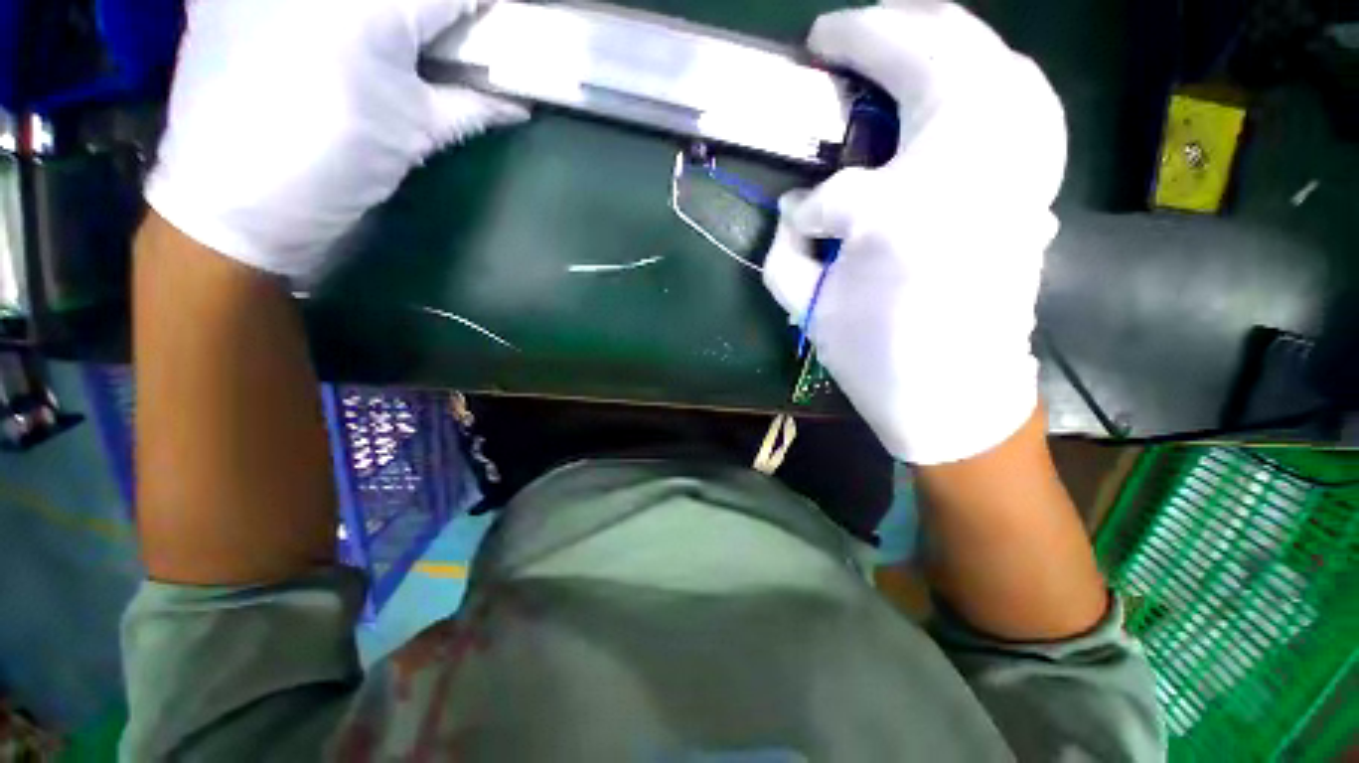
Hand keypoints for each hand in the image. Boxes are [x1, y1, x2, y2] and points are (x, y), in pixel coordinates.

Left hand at [145, 0, 527, 279]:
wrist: (232, 198)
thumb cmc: (336, 165)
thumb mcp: (416, 133)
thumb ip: (473, 105)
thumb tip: (521, 103)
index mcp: (373, 8)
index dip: (483, 11)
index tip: (495, 29)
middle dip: (436, 12)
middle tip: (442, 42)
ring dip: (390, 18)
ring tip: (398, 49)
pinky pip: (308, 0)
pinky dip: (332, 15)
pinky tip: (330, 36)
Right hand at [763, 0, 1065, 464]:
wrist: (959, 398)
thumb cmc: (878, 362)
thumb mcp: (811, 311)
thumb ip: (786, 252)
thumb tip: (792, 210)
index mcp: (899, 216)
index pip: (833, 193)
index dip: (808, 210)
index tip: (798, 223)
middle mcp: (971, 170)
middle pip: (935, 57)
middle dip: (876, 32)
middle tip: (835, 36)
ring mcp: (1018, 169)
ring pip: (993, 59)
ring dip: (939, 34)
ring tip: (896, 34)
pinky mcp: (1036, 184)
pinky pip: (1026, 97)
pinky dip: (992, 70)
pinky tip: (965, 78)